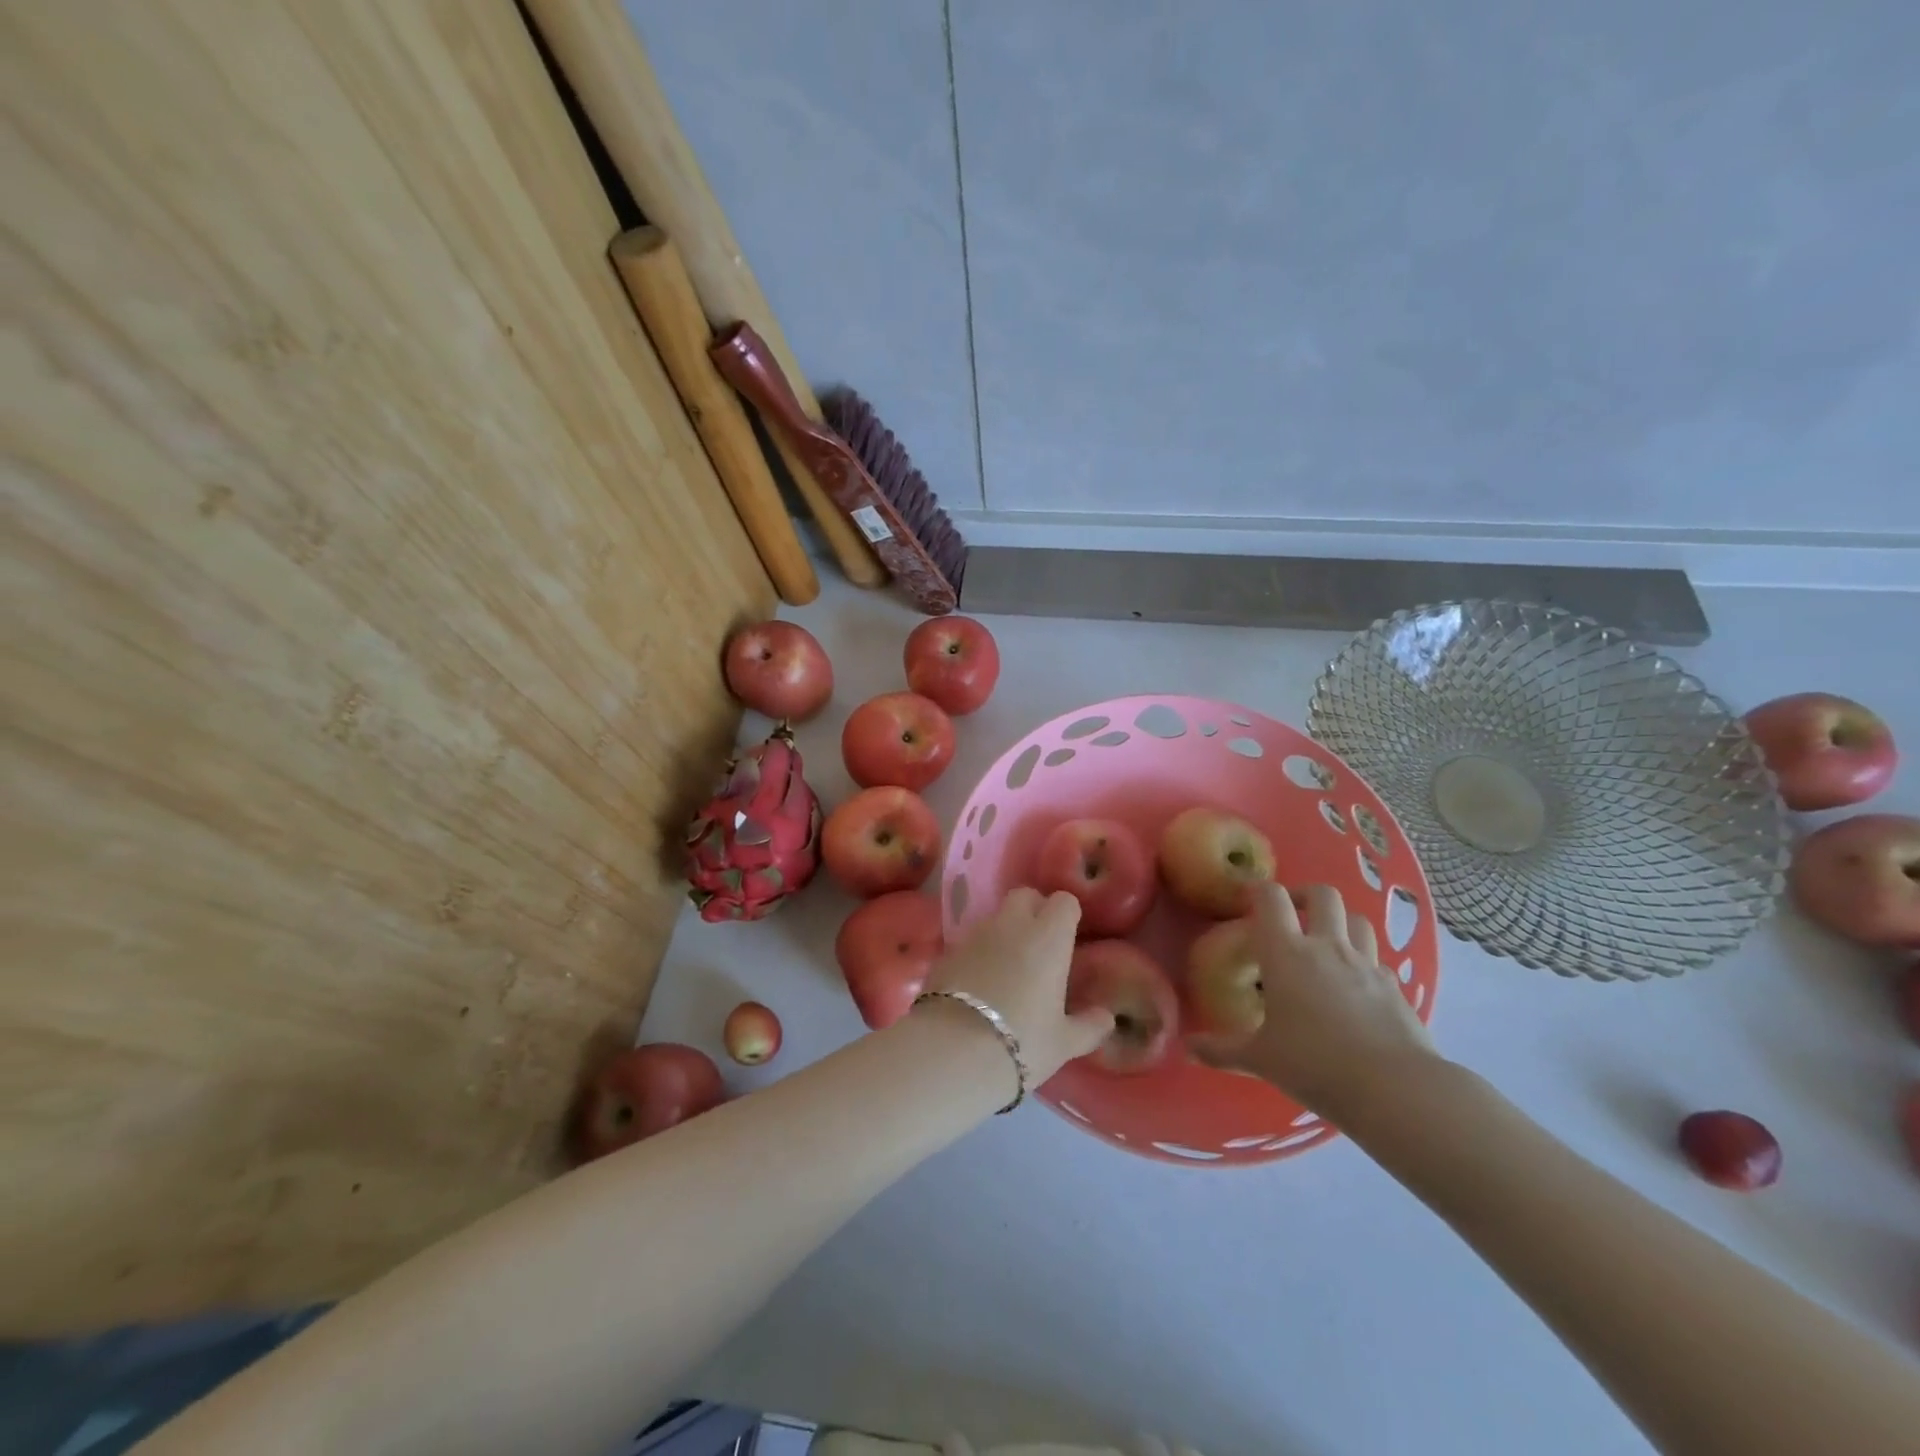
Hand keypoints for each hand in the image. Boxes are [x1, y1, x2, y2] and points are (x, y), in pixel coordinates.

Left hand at [921, 888, 1112, 1082]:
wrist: (954, 1051)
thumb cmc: (1023, 1042)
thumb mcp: (1064, 1042)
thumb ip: (1089, 1026)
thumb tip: (1107, 1018)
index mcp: (1048, 937)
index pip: (1063, 901)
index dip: (1066, 915)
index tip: (1068, 937)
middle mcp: (1011, 925)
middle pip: (1024, 896)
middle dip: (1033, 910)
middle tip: (1039, 945)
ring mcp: (975, 935)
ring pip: (994, 918)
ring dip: (1004, 933)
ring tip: (1007, 969)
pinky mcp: (946, 951)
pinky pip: (969, 942)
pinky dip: (978, 953)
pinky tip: (978, 984)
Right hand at [1204, 882, 1437, 1120]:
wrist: (1395, 1089)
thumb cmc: (1314, 1064)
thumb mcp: (1259, 1059)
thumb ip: (1221, 1050)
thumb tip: (1188, 1049)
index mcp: (1286, 953)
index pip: (1270, 898)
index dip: (1258, 890)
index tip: (1247, 899)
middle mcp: (1327, 947)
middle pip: (1322, 895)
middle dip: (1304, 896)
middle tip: (1291, 914)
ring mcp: (1366, 964)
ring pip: (1357, 920)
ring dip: (1340, 922)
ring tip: (1326, 943)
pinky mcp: (1395, 987)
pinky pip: (1378, 960)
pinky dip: (1364, 961)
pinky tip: (1356, 986)